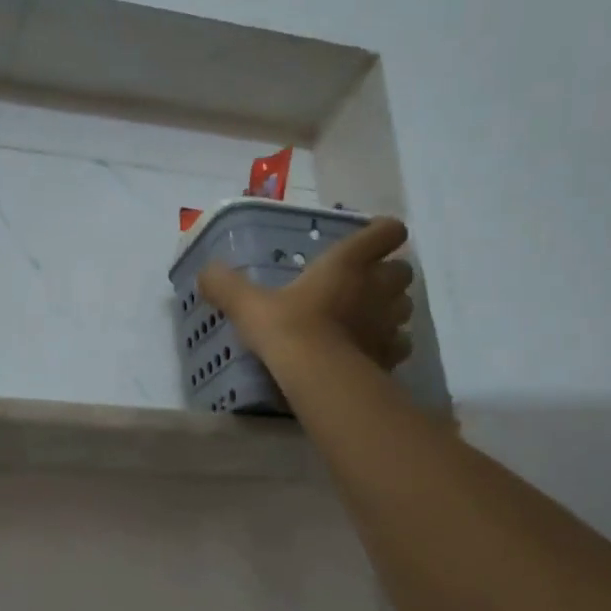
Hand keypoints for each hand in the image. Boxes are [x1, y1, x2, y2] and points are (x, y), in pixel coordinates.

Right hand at [198, 216, 414, 367]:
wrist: (319, 377)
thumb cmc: (288, 328)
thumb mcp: (248, 304)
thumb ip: (226, 285)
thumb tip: (204, 271)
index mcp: (347, 263)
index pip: (385, 232)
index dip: (382, 232)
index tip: (369, 239)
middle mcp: (376, 288)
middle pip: (403, 271)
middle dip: (389, 273)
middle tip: (364, 282)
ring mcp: (389, 323)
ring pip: (406, 307)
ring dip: (392, 308)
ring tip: (368, 317)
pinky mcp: (391, 355)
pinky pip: (400, 344)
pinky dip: (391, 344)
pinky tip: (370, 350)